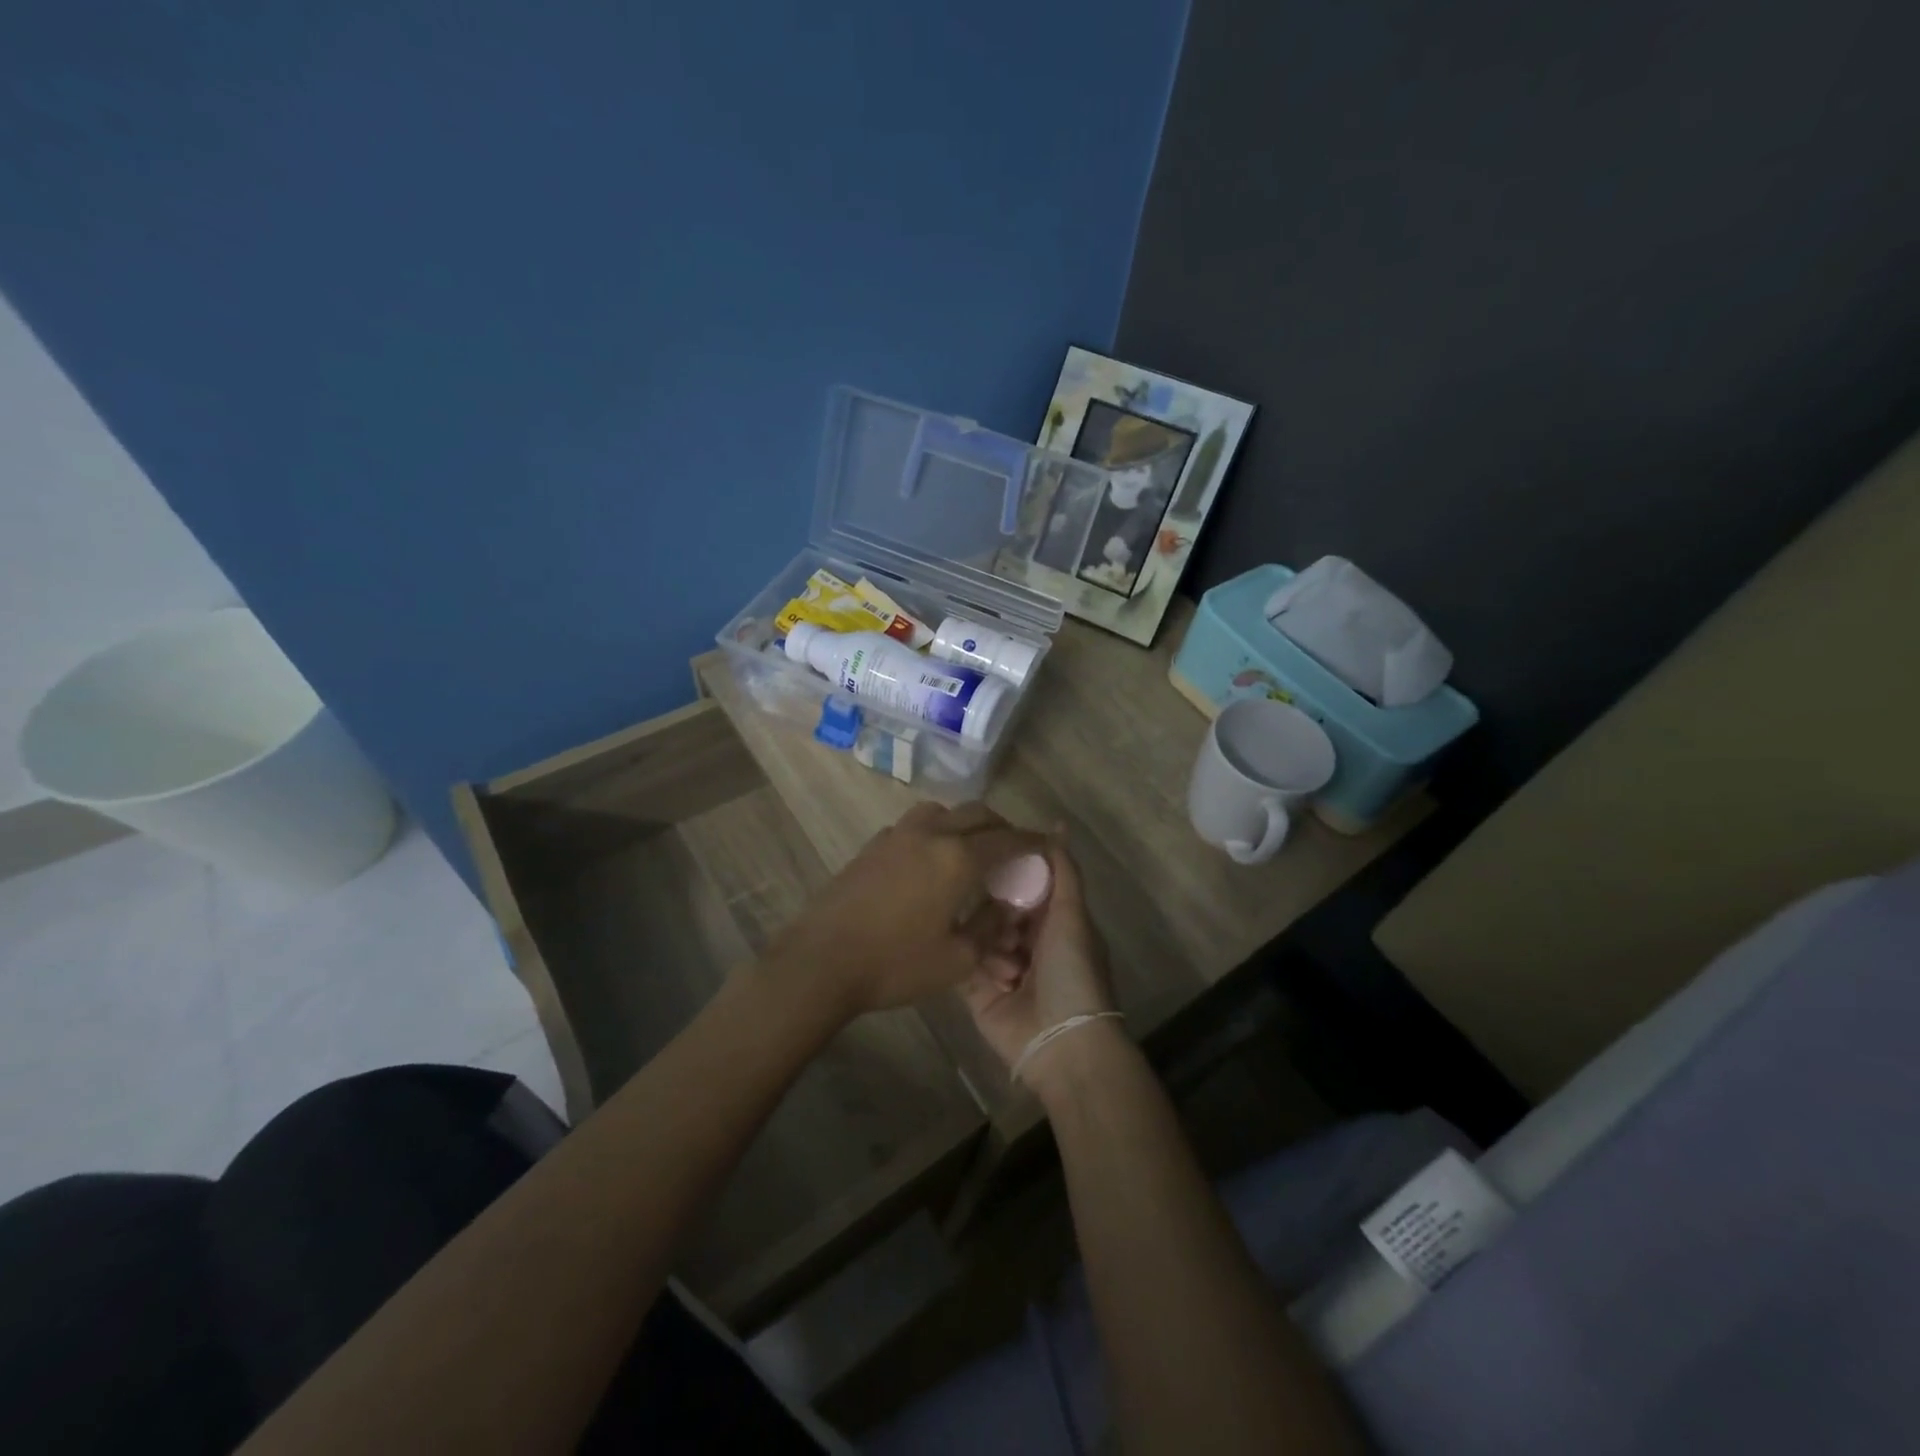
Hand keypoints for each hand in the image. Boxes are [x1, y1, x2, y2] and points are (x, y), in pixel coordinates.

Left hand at [765, 801, 1046, 1018]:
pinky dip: (934, 832)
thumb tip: (1005, 910)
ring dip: (964, 822)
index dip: (1032, 841)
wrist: (821, 961)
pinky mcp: (872, 846)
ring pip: (942, 812)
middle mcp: (930, 834)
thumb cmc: (895, 964)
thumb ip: (989, 929)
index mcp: (958, 857)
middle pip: (977, 813)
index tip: (1048, 845)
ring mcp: (896, 835)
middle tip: (1012, 849)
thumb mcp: (956, 959)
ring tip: (971, 849)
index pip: (1007, 839)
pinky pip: (914, 826)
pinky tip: (929, 861)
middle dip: (1001, 827)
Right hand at [962, 841, 1118, 1084]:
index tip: (990, 859)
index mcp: (1053, 922)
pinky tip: (995, 976)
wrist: (1061, 1043)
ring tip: (1009, 963)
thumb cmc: (1072, 972)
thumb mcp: (1072, 915)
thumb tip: (1057, 824)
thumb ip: (1063, 870)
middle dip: (997, 911)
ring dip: (991, 944)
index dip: (1011, 873)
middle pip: (997, 908)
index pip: (1024, 885)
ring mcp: (1000, 967)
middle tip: (1002, 920)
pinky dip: (976, 965)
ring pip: (978, 933)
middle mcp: (1026, 941)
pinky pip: (964, 963)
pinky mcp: (977, 991)